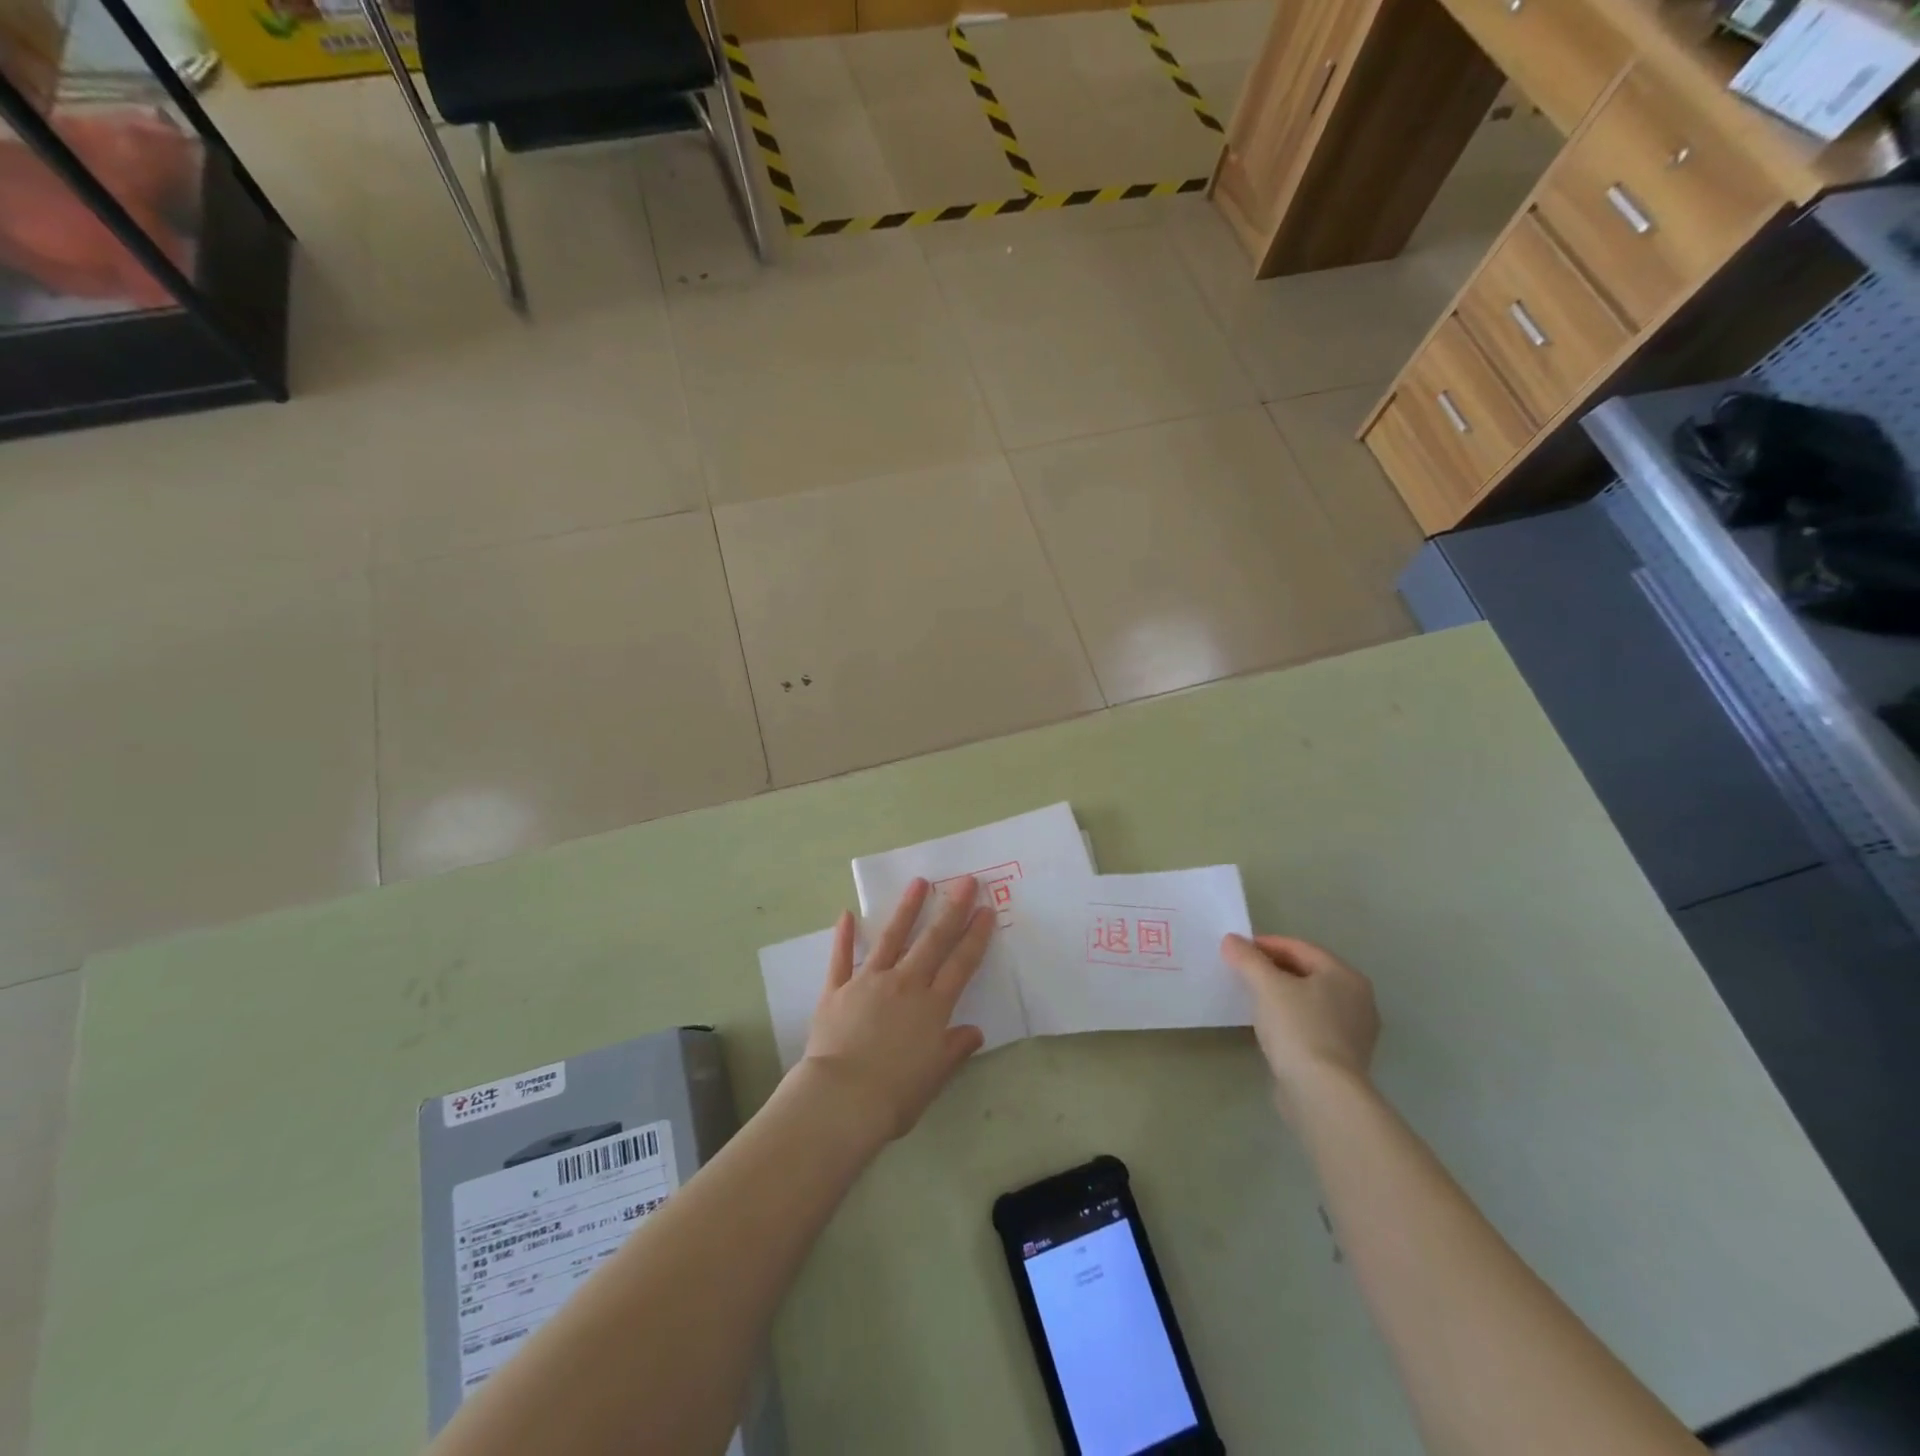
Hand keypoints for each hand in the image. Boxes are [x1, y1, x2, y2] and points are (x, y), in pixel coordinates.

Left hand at [802, 877, 994, 1139]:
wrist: (841, 1100)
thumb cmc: (894, 1095)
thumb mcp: (934, 1077)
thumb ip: (954, 1049)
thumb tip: (974, 1032)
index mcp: (932, 1007)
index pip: (961, 964)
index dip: (976, 936)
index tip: (986, 909)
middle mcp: (904, 985)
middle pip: (933, 941)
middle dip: (952, 908)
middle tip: (965, 880)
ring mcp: (869, 982)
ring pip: (891, 938)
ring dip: (906, 909)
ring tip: (918, 882)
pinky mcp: (837, 990)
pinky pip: (841, 959)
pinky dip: (843, 937)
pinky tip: (846, 914)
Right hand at [1222, 934, 1378, 1114]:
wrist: (1322, 1092)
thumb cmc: (1298, 1027)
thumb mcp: (1266, 985)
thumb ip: (1247, 959)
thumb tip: (1231, 940)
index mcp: (1345, 976)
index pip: (1300, 948)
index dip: (1266, 944)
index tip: (1237, 950)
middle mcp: (1358, 999)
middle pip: (1308, 973)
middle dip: (1274, 969)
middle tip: (1242, 972)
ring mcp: (1355, 1032)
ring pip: (1310, 1000)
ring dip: (1282, 994)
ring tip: (1252, 997)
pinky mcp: (1344, 1058)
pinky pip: (1313, 1025)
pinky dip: (1291, 1019)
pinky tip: (1270, 1026)